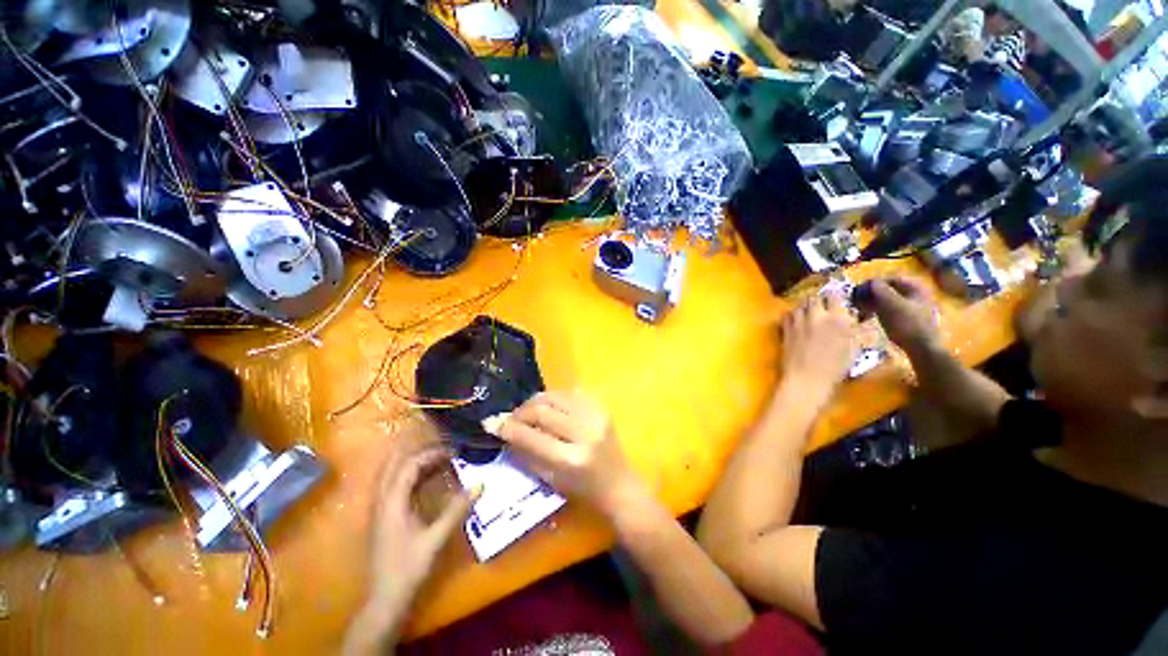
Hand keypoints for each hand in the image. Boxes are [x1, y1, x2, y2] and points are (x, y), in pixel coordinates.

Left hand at [367, 444, 472, 608]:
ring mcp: (380, 510)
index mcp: (392, 503)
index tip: (452, 452)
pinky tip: (426, 481)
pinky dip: (410, 477)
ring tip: (438, 461)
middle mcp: (382, 501)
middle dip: (419, 454)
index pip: (408, 466)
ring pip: (392, 475)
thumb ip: (456, 510)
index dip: (430, 455)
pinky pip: (394, 486)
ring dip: (413, 464)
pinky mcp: (383, 518)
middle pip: (395, 465)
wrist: (385, 599)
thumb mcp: (436, 539)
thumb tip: (480, 483)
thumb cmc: (409, 568)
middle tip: (444, 451)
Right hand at [484, 392, 638, 516]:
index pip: (532, 436)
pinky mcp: (602, 408)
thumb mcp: (550, 479)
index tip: (491, 422)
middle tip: (511, 418)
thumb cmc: (583, 490)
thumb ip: (526, 453)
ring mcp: (596, 416)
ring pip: (556, 395)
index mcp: (571, 459)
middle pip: (543, 410)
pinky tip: (550, 407)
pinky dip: (555, 398)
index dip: (508, 427)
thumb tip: (503, 429)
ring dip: (536, 401)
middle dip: (521, 411)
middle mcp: (584, 433)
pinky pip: (571, 393)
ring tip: (528, 411)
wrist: (619, 484)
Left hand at [781, 293, 859, 402]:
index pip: (835, 295)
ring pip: (799, 306)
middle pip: (814, 298)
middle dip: (818, 301)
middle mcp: (817, 316)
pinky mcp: (785, 329)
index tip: (837, 302)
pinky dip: (791, 316)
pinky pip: (786, 315)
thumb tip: (858, 318)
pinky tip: (795, 322)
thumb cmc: (836, 368)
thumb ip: (855, 329)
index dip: (835, 297)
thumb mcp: (855, 348)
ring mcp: (798, 322)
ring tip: (808, 316)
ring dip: (804, 308)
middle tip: (822, 309)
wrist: (807, 379)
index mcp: (838, 319)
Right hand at [862, 278, 940, 354]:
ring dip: (871, 305)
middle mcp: (915, 295)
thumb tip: (870, 281)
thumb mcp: (891, 304)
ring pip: (887, 301)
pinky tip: (869, 320)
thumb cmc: (907, 324)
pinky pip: (889, 311)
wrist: (922, 348)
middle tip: (856, 304)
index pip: (890, 279)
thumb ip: (880, 290)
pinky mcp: (908, 319)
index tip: (857, 292)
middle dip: (870, 296)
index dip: (872, 284)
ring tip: (860, 314)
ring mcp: (913, 308)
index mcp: (914, 288)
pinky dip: (877, 313)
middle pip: (888, 290)